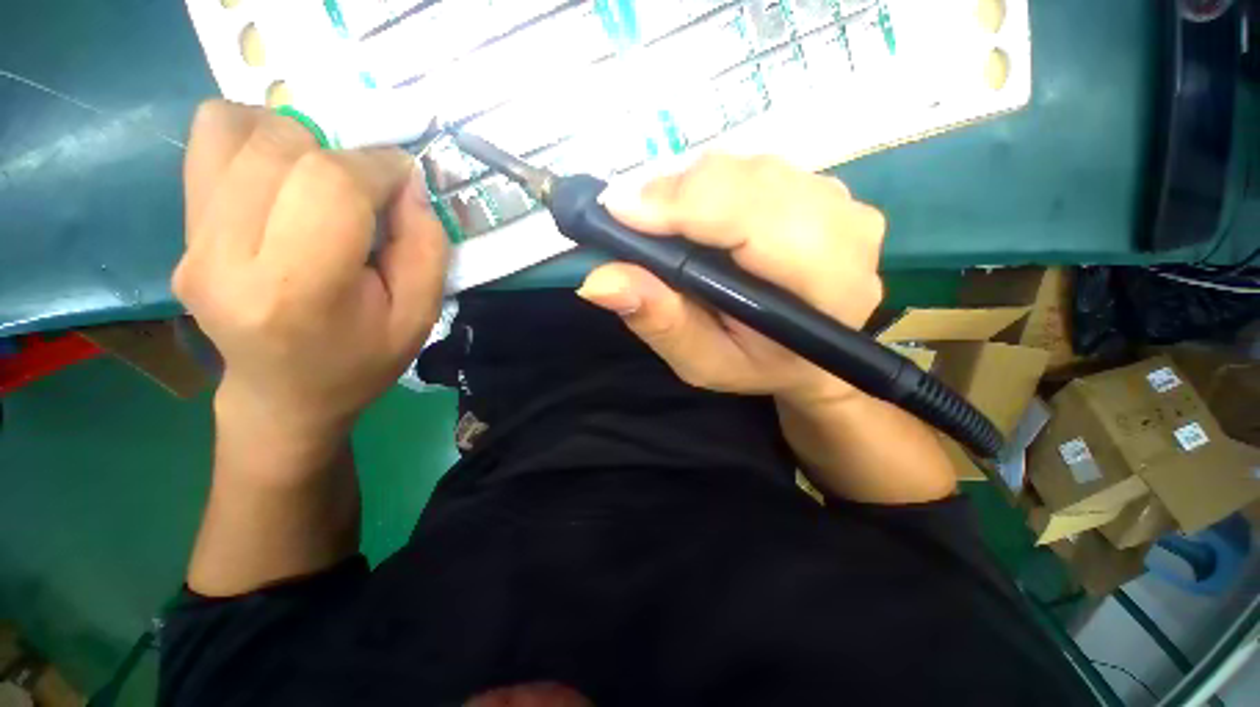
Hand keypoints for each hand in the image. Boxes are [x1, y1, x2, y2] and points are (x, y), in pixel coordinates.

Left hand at [174, 101, 448, 442]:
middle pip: (280, 146)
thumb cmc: (361, 360)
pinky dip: (252, 139)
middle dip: (339, 152)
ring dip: (292, 138)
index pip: (331, 184)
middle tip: (364, 191)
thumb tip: (406, 180)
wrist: (284, 395)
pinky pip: (207, 144)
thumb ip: (425, 245)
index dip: (378, 165)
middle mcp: (226, 257)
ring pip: (232, 128)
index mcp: (298, 289)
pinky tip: (281, 177)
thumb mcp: (419, 315)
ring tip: (319, 177)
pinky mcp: (180, 233)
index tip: (404, 179)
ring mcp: (192, 243)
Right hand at [577, 154, 885, 410]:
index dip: (682, 206)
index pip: (756, 220)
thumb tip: (600, 280)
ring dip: (691, 189)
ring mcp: (841, 201)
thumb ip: (661, 322)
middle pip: (749, 181)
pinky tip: (695, 216)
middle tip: (629, 217)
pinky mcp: (824, 189)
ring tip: (660, 222)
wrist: (806, 355)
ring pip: (748, 167)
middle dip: (677, 194)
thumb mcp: (702, 361)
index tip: (616, 210)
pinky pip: (754, 168)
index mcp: (827, 286)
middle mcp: (846, 230)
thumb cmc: (756, 365)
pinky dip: (711, 186)